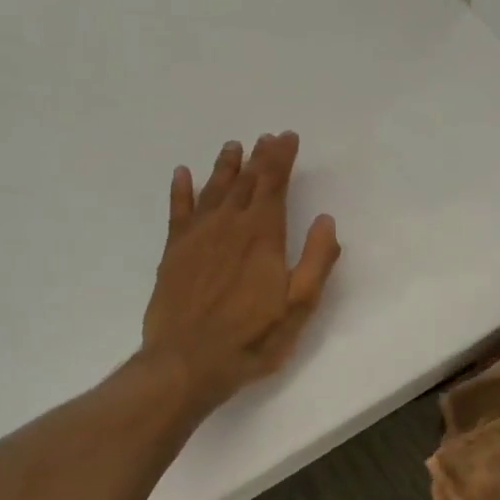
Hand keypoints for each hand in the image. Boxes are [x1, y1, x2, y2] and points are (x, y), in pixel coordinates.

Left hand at [139, 132, 340, 412]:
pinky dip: (181, 190)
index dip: (281, 159)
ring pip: (213, 190)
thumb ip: (315, 260)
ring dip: (225, 166)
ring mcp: (197, 237)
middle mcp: (228, 226)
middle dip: (259, 157)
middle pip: (245, 182)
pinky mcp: (173, 253)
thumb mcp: (298, 306)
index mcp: (262, 236)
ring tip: (234, 146)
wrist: (187, 362)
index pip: (273, 185)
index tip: (287, 137)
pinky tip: (183, 174)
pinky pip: (178, 211)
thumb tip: (325, 220)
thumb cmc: (252, 338)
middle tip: (267, 137)